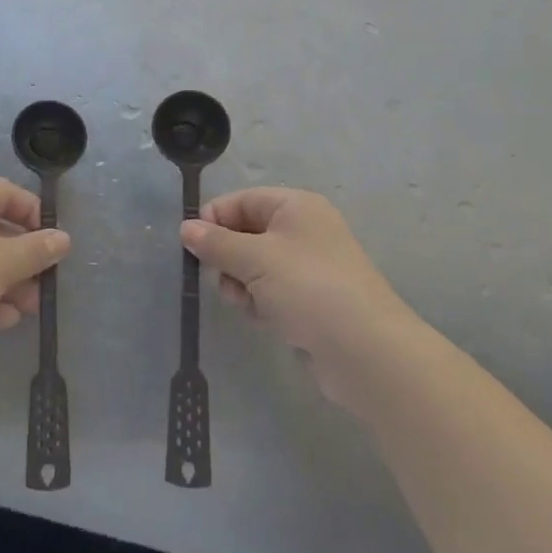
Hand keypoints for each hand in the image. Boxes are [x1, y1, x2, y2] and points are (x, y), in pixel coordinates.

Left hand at [0, 179, 69, 373]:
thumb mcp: (1, 264)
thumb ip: (36, 250)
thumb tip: (63, 239)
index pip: (6, 192)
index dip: (35, 215)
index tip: (54, 243)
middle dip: (23, 258)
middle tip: (44, 283)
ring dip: (8, 282)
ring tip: (27, 309)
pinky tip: (2, 320)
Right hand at [182, 188, 414, 414]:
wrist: (366, 352)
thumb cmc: (308, 288)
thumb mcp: (255, 259)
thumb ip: (216, 243)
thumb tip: (185, 228)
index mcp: (296, 207)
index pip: (241, 200)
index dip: (214, 219)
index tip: (191, 246)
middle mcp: (303, 230)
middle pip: (246, 233)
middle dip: (228, 257)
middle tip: (224, 280)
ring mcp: (308, 267)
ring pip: (254, 266)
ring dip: (242, 284)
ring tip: (248, 304)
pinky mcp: (310, 300)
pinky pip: (270, 291)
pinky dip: (260, 302)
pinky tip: (264, 319)